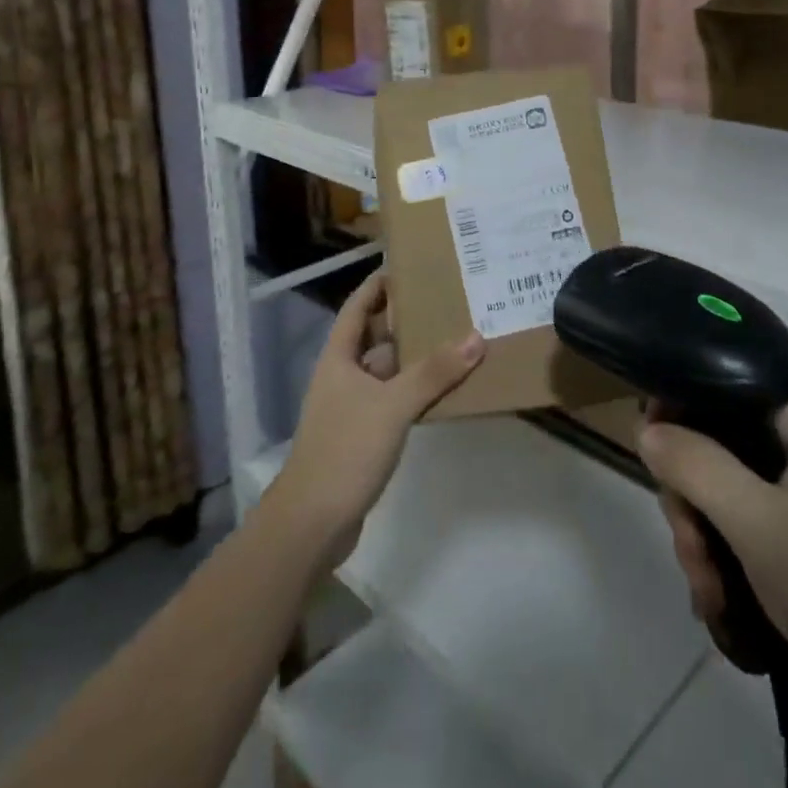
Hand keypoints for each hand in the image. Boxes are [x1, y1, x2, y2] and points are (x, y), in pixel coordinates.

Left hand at [272, 271, 485, 569]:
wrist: (312, 522)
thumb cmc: (346, 449)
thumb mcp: (393, 406)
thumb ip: (433, 373)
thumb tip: (475, 337)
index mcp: (338, 357)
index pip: (357, 307)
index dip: (377, 285)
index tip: (406, 266)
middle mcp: (342, 375)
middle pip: (374, 337)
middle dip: (404, 319)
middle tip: (443, 301)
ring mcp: (351, 407)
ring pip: (385, 370)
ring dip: (412, 357)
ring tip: (451, 339)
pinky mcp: (362, 435)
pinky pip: (391, 399)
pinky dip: (413, 390)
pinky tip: (441, 390)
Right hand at [641, 397, 787, 756]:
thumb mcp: (754, 520)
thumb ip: (695, 464)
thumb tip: (643, 428)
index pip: (722, 391)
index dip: (679, 415)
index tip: (652, 457)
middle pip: (715, 448)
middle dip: (690, 502)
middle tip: (689, 549)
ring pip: (722, 492)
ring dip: (702, 539)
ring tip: (705, 590)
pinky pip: (742, 525)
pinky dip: (722, 556)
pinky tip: (715, 599)